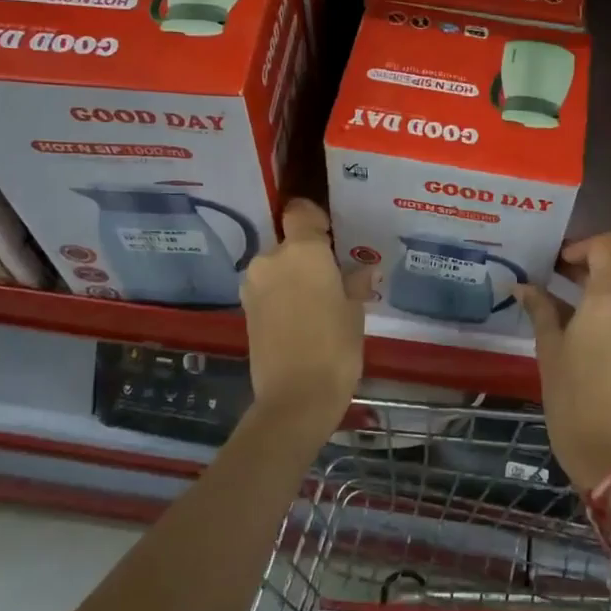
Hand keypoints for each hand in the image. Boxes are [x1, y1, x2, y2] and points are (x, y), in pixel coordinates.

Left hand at [240, 198, 371, 436]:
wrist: (295, 398)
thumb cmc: (334, 346)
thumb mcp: (354, 311)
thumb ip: (355, 282)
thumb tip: (365, 271)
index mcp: (302, 251)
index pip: (300, 212)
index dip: (315, 218)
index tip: (332, 235)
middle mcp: (271, 259)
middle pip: (290, 243)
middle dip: (309, 256)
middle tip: (334, 278)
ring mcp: (254, 285)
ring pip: (278, 267)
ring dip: (295, 276)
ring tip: (320, 302)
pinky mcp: (246, 310)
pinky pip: (269, 288)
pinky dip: (283, 294)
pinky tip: (303, 317)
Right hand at [516, 234, 610, 489]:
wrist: (609, 450)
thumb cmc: (571, 397)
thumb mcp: (549, 348)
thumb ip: (540, 308)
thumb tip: (522, 286)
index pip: (609, 245)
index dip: (582, 245)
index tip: (559, 264)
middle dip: (601, 253)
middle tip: (570, 270)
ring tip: (577, 292)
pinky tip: (592, 315)